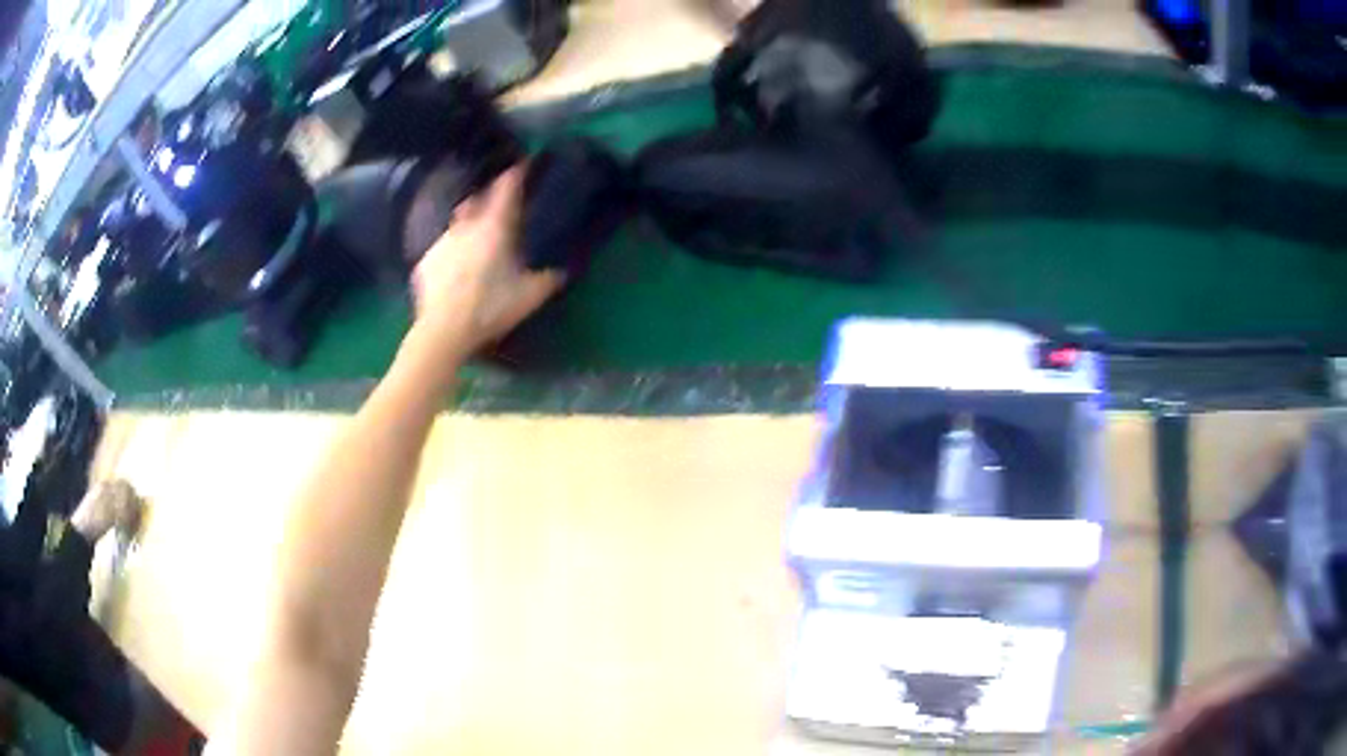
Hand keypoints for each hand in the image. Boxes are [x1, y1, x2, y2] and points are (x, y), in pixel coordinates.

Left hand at [409, 166, 562, 357]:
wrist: (443, 329)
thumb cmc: (490, 307)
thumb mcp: (530, 296)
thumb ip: (548, 280)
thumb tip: (561, 272)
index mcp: (494, 228)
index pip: (506, 188)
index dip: (516, 173)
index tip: (523, 163)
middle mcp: (466, 226)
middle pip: (478, 199)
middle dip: (488, 196)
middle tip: (498, 203)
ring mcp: (442, 242)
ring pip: (457, 223)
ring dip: (468, 224)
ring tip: (474, 237)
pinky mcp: (426, 262)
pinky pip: (442, 249)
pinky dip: (451, 252)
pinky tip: (455, 268)